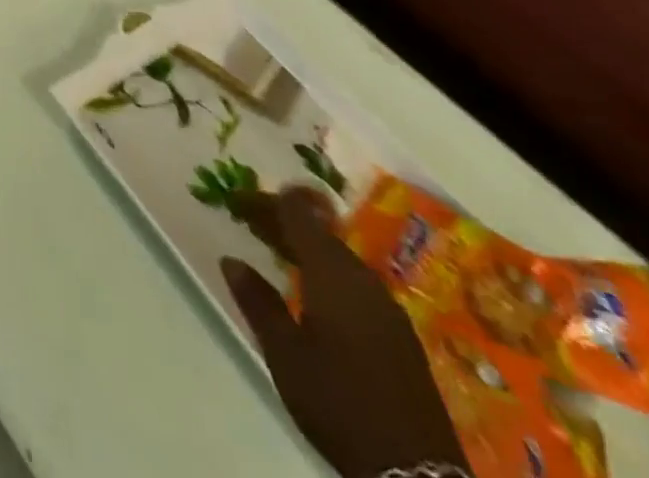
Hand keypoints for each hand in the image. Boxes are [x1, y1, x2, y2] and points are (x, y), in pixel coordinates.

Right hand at [220, 187, 467, 477]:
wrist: (416, 476)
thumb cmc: (339, 403)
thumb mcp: (284, 353)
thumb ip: (258, 302)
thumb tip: (232, 260)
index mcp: (333, 274)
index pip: (298, 215)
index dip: (266, 201)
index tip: (236, 198)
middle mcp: (364, 281)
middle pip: (320, 233)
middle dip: (283, 221)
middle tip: (248, 220)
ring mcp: (387, 310)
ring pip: (339, 258)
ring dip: (305, 246)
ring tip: (275, 249)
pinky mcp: (399, 336)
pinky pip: (355, 283)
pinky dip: (326, 271)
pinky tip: (313, 289)